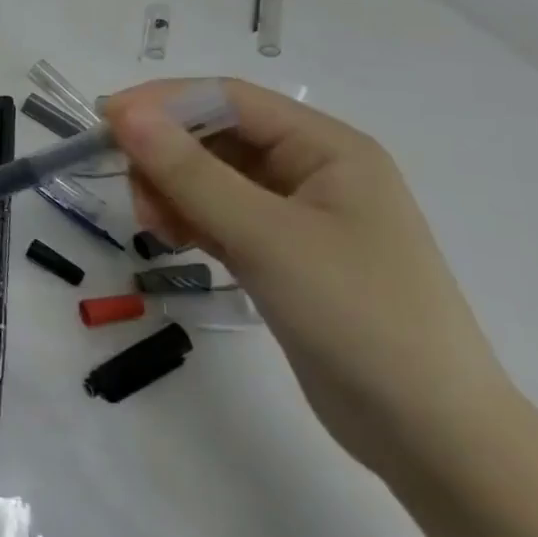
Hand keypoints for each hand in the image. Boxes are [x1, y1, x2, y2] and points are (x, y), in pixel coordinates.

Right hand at [105, 79, 519, 483]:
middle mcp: (313, 168)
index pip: (227, 98)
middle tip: (137, 197)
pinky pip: (220, 213)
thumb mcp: (266, 237)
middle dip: (166, 156)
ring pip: (211, 176)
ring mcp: (298, 213)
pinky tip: (179, 242)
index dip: (162, 103)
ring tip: (158, 229)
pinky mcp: (283, 252)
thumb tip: (124, 113)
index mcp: (327, 147)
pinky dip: (191, 219)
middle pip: (215, 135)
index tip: (105, 122)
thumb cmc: (359, 317)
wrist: (432, 438)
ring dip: (173, 191)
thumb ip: (189, 172)